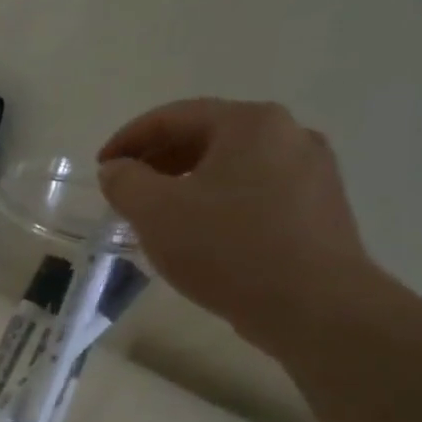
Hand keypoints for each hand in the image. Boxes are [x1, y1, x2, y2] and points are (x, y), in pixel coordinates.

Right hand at [97, 98, 376, 353]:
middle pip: (207, 136)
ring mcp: (312, 171)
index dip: (128, 139)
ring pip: (232, 167)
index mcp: (250, 123)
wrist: (314, 305)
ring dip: (187, 183)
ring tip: (158, 216)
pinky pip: (255, 193)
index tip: (101, 168)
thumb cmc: (227, 248)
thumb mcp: (155, 212)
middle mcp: (289, 134)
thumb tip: (117, 170)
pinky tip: (201, 234)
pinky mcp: (320, 208)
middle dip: (158, 161)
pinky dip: (218, 202)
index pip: (174, 116)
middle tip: (125, 191)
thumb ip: (125, 182)